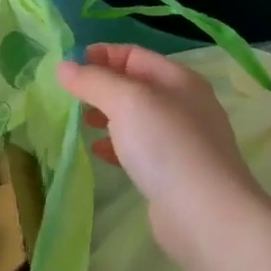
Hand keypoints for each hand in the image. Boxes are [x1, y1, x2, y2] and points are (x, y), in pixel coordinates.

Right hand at [57, 44, 268, 264]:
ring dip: (106, 116)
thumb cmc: (166, 146)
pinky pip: (139, 147)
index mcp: (178, 79)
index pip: (133, 54)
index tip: (69, 67)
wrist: (206, 216)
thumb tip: (63, 66)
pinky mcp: (174, 171)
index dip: (100, 55)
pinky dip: (116, 144)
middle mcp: (183, 104)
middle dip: (100, 86)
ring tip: (82, 124)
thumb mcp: (125, 101)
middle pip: (134, 84)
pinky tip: (100, 152)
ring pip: (135, 117)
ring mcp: (181, 139)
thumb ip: (92, 81)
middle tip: (71, 98)